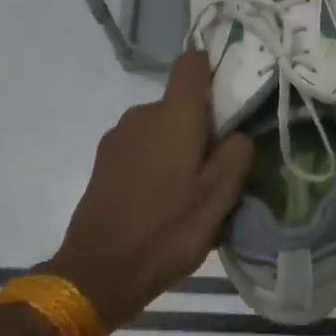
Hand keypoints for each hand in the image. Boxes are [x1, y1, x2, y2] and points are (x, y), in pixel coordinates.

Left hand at [47, 51, 253, 331]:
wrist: (98, 273)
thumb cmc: (167, 230)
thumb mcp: (219, 197)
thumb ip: (237, 154)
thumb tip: (237, 133)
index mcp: (173, 115)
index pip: (192, 63)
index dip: (213, 67)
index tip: (231, 93)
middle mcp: (142, 114)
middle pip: (181, 103)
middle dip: (202, 126)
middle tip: (218, 167)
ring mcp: (118, 138)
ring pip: (162, 129)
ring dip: (179, 148)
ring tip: (190, 193)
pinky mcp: (104, 161)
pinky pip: (142, 148)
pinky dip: (158, 163)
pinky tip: (163, 203)